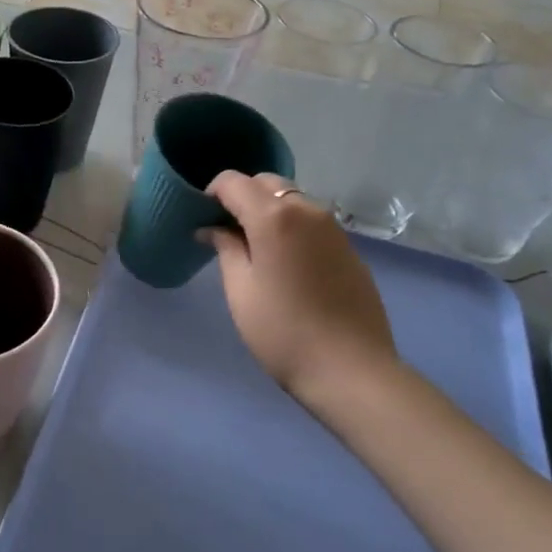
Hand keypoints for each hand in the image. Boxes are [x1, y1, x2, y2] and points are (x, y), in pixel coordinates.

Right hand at [205, 172, 399, 415]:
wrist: (350, 369)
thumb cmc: (282, 331)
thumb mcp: (240, 290)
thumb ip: (225, 248)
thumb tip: (212, 228)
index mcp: (274, 216)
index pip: (233, 182)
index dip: (211, 194)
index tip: (201, 219)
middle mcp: (307, 210)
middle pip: (266, 184)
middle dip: (242, 197)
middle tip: (225, 232)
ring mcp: (333, 228)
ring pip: (292, 200)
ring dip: (268, 211)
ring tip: (254, 249)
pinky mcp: (349, 248)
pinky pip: (311, 222)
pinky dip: (291, 228)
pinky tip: (285, 264)